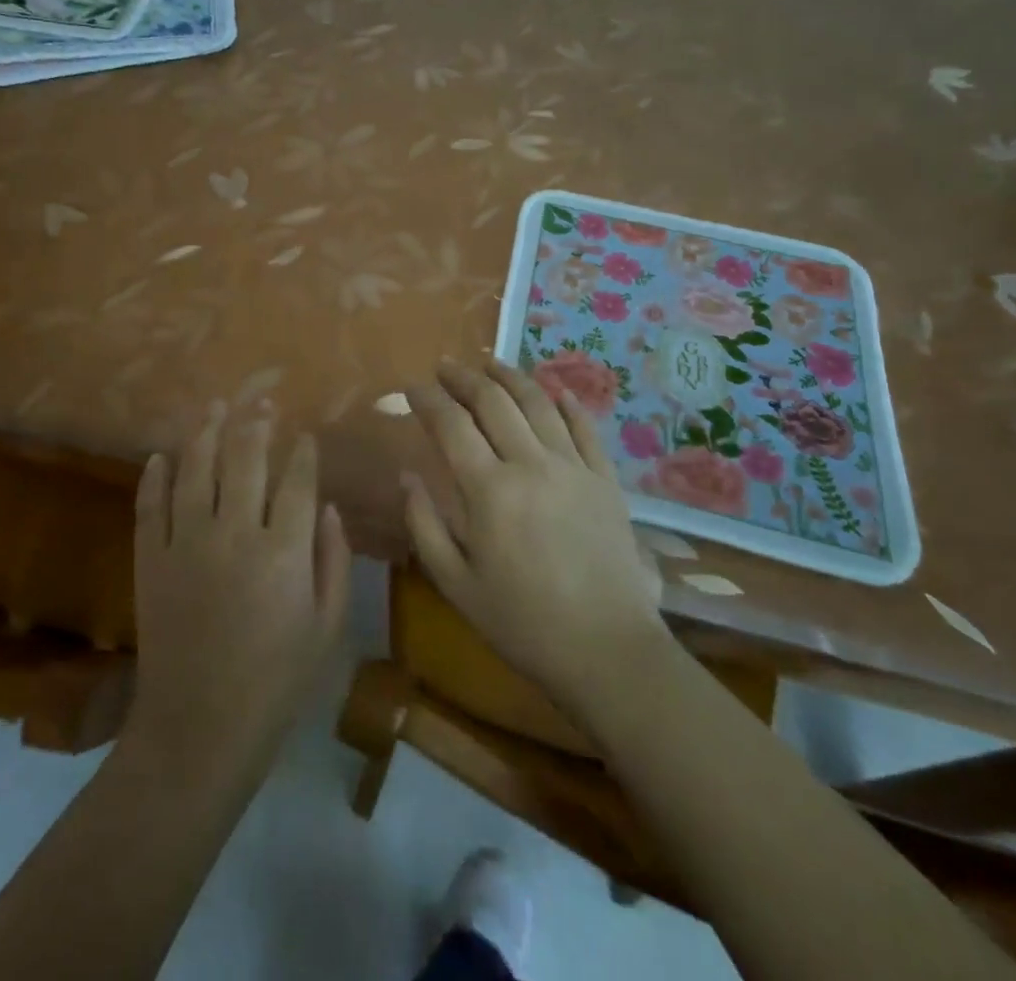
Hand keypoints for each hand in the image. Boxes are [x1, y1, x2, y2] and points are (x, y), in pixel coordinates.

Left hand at [125, 406, 351, 771]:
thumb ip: (334, 561)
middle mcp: (234, 534)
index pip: (296, 481)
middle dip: (256, 424)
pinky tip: (160, 456)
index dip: (302, 453)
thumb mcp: (326, 627)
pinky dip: (154, 478)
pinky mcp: (150, 560)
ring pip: (196, 470)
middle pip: (245, 460)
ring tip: (214, 407)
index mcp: (283, 552)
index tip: (304, 435)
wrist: (199, 729)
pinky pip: (149, 506)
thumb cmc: (276, 682)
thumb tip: (329, 509)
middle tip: (261, 401)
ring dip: (206, 433)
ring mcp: (186, 544)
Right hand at [404, 360, 668, 716]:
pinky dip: (567, 402)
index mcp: (489, 491)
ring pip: (538, 403)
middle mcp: (531, 464)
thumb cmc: (522, 623)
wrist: (607, 651)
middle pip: (493, 402)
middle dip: (464, 378)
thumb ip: (424, 525)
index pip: (451, 425)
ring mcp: (574, 467)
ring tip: (490, 363)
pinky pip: (585, 427)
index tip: (410, 388)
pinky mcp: (606, 479)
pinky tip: (554, 389)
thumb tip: (407, 474)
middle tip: (445, 366)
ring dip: (510, 377)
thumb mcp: (456, 584)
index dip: (427, 400)